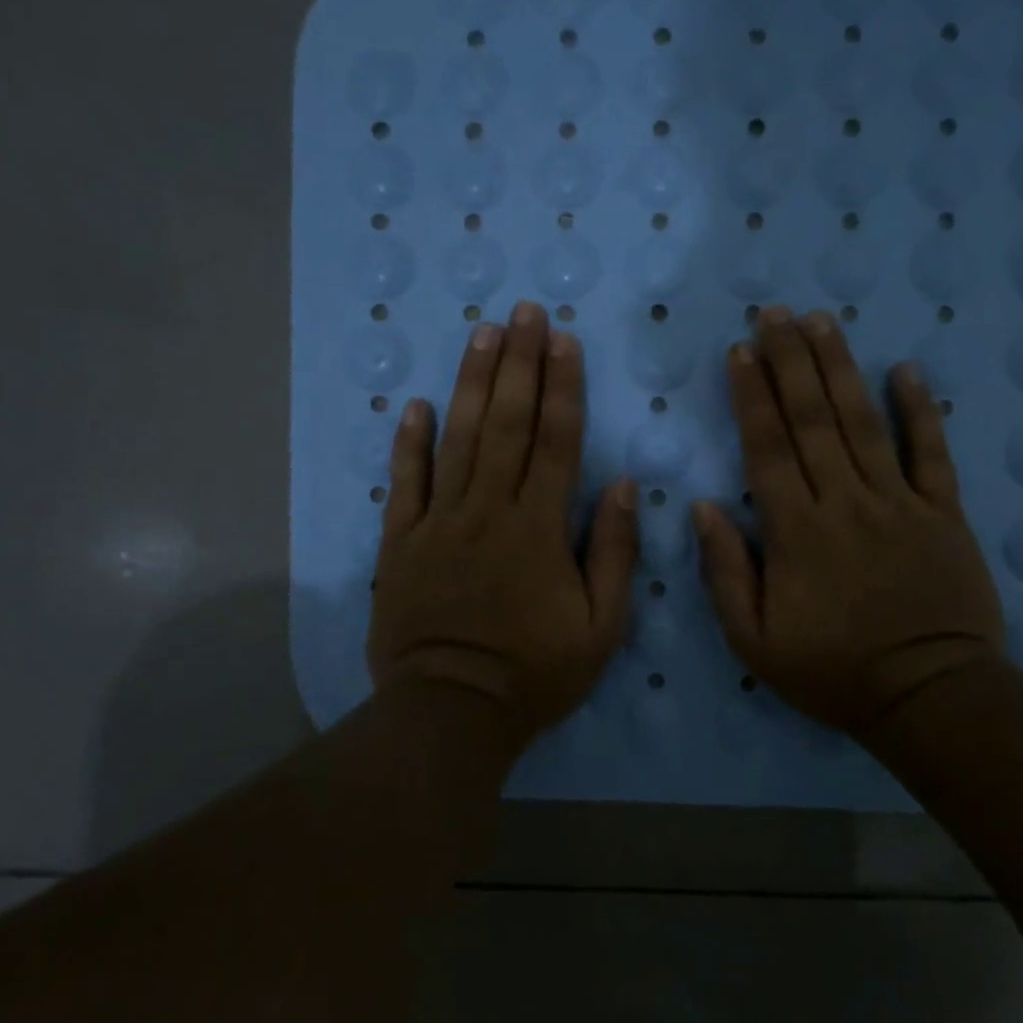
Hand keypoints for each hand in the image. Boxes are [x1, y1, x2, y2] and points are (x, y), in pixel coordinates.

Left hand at [367, 301, 637, 747]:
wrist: (452, 711)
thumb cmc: (536, 672)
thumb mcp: (600, 626)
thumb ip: (613, 552)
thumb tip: (620, 485)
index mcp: (539, 527)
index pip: (556, 441)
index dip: (562, 386)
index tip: (563, 340)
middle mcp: (489, 510)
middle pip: (506, 423)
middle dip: (518, 363)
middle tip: (523, 311)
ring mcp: (440, 522)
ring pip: (457, 439)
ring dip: (470, 383)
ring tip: (480, 334)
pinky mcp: (402, 542)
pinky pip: (405, 483)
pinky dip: (409, 443)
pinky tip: (414, 404)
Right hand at [691, 307, 1004, 737]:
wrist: (929, 697)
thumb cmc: (833, 673)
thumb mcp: (754, 642)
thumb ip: (726, 572)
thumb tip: (703, 507)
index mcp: (796, 531)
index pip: (767, 447)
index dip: (751, 395)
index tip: (740, 351)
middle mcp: (845, 501)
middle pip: (813, 419)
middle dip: (790, 361)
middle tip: (774, 313)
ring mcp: (899, 502)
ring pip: (864, 422)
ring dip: (840, 368)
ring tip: (822, 321)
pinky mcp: (943, 513)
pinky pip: (932, 453)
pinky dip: (921, 409)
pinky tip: (906, 369)